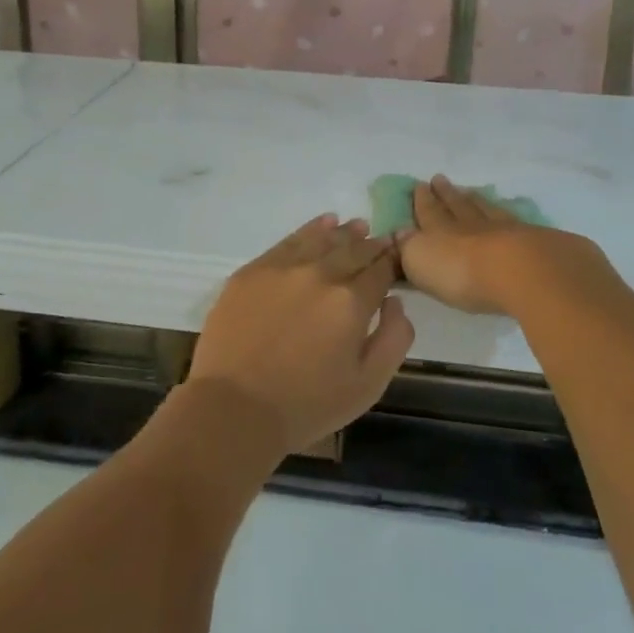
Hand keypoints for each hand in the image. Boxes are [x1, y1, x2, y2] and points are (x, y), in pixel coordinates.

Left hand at [190, 215, 413, 454]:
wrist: (235, 409)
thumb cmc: (307, 405)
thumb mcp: (368, 385)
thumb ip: (394, 338)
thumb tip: (395, 302)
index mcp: (351, 302)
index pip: (380, 270)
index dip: (392, 261)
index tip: (399, 253)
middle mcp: (320, 274)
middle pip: (353, 250)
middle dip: (371, 245)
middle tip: (381, 240)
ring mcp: (283, 268)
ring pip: (322, 240)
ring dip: (344, 233)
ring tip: (356, 227)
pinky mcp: (253, 270)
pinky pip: (289, 241)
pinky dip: (311, 229)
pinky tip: (322, 223)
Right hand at [396, 175, 619, 319]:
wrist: (524, 272)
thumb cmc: (464, 272)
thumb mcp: (422, 262)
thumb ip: (409, 248)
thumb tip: (400, 233)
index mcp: (442, 230)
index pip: (429, 212)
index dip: (423, 201)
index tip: (420, 185)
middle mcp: (473, 225)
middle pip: (458, 206)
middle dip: (447, 194)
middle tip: (440, 179)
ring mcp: (508, 231)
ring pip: (488, 210)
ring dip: (477, 201)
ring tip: (472, 192)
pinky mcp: (538, 242)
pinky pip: (518, 224)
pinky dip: (511, 218)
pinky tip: (514, 219)